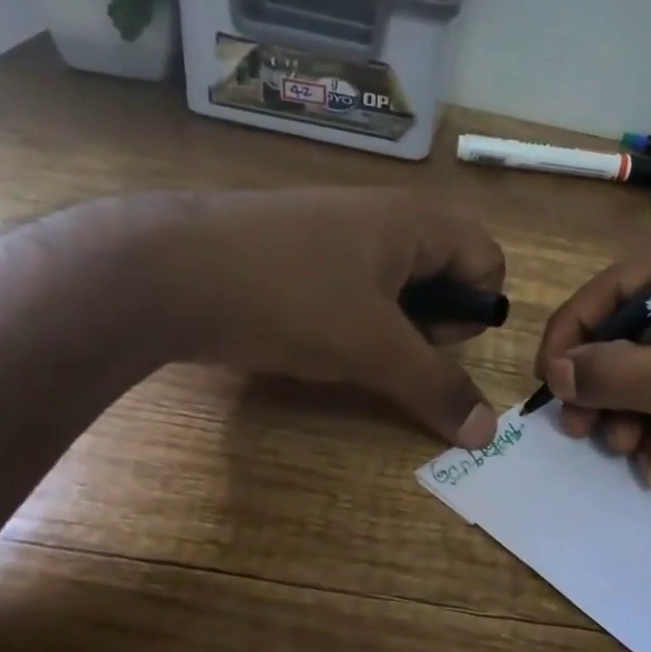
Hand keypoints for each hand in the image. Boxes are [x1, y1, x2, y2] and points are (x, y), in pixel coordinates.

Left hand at [135, 189, 504, 448]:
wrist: (162, 271)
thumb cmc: (289, 297)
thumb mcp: (372, 347)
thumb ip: (435, 387)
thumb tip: (487, 433)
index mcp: (413, 221)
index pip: (487, 258)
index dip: (475, 308)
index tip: (433, 341)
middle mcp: (379, 218)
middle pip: (443, 272)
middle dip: (432, 322)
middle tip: (391, 350)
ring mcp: (331, 233)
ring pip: (392, 286)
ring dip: (389, 328)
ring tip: (348, 351)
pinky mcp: (292, 255)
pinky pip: (347, 288)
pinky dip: (347, 319)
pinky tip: (310, 339)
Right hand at [534, 243, 650, 513]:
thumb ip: (620, 374)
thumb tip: (556, 372)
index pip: (619, 284)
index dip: (575, 329)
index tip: (548, 378)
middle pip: (626, 331)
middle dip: (602, 384)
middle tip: (579, 427)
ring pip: (642, 371)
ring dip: (625, 415)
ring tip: (626, 450)